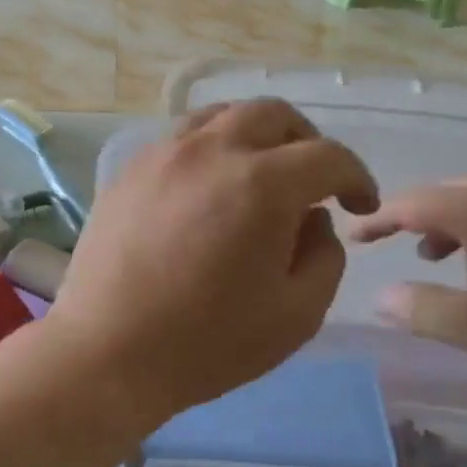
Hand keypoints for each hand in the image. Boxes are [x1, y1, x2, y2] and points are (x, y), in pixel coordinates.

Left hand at [45, 100, 378, 426]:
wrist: (107, 351)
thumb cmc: (207, 343)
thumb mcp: (297, 314)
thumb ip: (323, 255)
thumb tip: (312, 218)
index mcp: (261, 183)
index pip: (327, 156)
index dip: (356, 178)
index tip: (359, 205)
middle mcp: (211, 150)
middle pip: (273, 115)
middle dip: (306, 143)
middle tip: (312, 182)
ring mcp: (163, 154)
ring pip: (222, 115)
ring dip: (254, 135)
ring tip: (259, 174)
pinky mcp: (129, 170)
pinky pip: (181, 137)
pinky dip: (210, 146)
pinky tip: (208, 185)